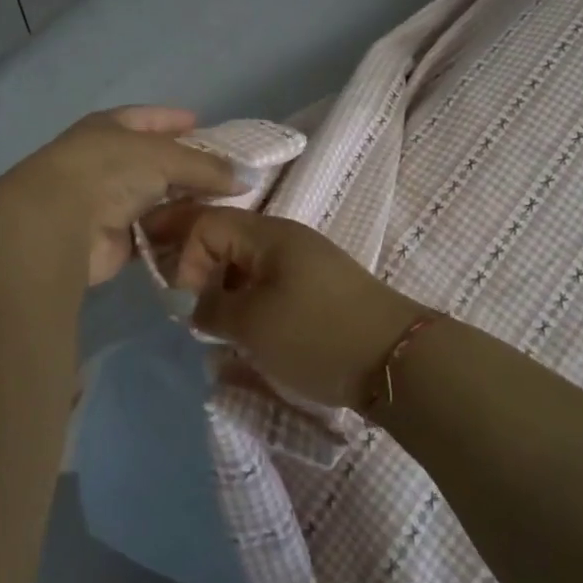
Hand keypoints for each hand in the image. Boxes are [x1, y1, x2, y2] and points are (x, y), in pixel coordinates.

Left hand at [0, 108, 241, 284]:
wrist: (60, 223)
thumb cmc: (109, 170)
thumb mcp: (164, 156)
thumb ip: (206, 167)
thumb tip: (246, 178)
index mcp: (110, 128)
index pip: (149, 119)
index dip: (175, 120)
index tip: (206, 125)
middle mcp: (109, 162)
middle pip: (157, 162)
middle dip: (190, 169)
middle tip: (231, 174)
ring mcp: (110, 202)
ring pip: (158, 200)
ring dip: (187, 205)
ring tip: (229, 207)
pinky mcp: (115, 240)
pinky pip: (155, 234)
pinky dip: (176, 235)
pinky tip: (206, 235)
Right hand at [139, 204, 424, 408]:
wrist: (397, 359)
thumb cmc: (316, 334)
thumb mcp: (252, 325)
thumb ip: (212, 309)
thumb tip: (198, 305)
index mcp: (268, 233)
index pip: (206, 223)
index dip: (185, 257)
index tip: (186, 300)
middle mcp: (285, 237)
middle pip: (226, 238)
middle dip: (199, 269)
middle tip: (186, 308)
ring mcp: (305, 261)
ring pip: (246, 263)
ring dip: (224, 289)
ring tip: (216, 327)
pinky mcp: (318, 287)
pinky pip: (268, 282)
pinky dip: (249, 301)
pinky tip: (247, 332)